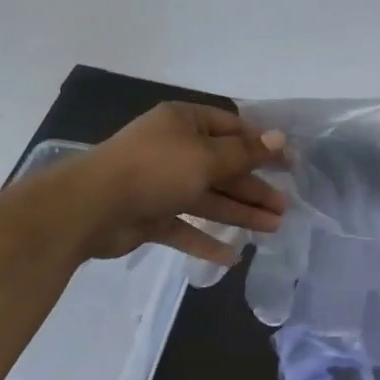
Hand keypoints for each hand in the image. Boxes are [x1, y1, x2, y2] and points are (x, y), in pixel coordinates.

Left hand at [71, 102, 287, 265]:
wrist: (90, 207)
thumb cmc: (154, 170)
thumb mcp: (206, 157)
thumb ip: (244, 153)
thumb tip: (280, 139)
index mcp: (184, 123)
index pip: (231, 128)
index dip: (260, 145)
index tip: (289, 164)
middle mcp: (174, 149)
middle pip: (222, 167)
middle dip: (254, 187)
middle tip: (285, 206)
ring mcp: (161, 184)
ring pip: (207, 198)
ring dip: (239, 212)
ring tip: (273, 228)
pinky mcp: (150, 216)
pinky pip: (184, 226)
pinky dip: (205, 240)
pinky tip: (231, 256)